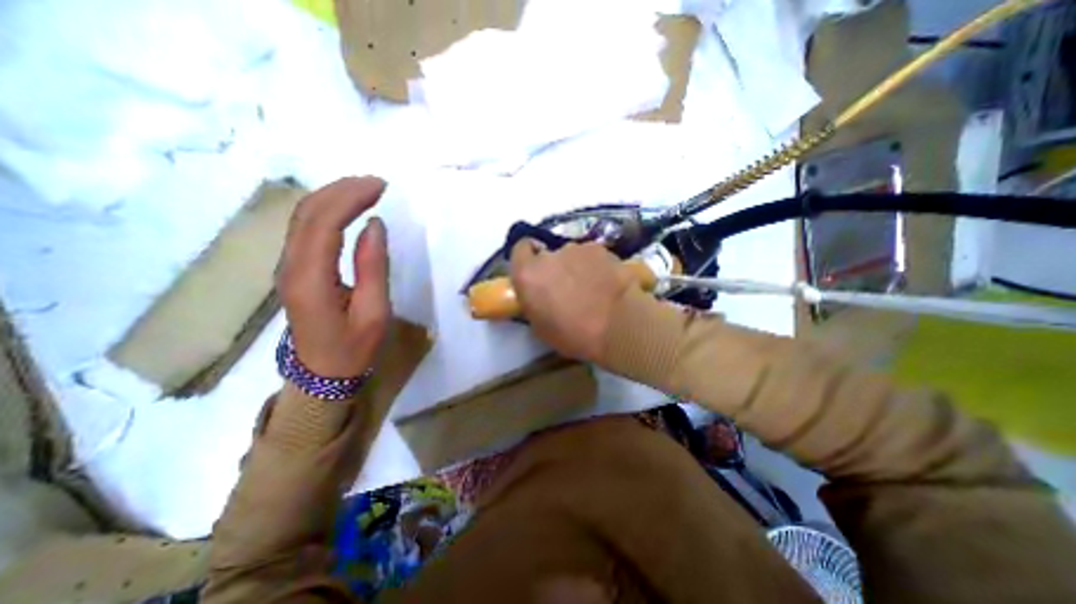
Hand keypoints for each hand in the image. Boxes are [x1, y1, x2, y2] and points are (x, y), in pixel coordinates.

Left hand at [277, 177, 390, 379]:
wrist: (321, 375)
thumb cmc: (353, 348)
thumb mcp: (374, 312)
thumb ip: (373, 267)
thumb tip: (375, 225)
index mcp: (311, 279)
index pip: (324, 223)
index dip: (350, 198)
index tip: (381, 187)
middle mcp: (291, 266)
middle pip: (308, 212)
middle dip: (342, 190)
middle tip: (377, 183)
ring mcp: (287, 267)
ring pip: (303, 217)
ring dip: (333, 196)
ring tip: (366, 189)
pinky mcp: (294, 269)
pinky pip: (306, 229)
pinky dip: (327, 210)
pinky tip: (347, 208)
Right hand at [510, 239, 632, 363]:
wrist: (618, 326)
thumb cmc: (575, 335)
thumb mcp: (541, 327)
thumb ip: (534, 302)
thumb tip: (539, 295)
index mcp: (528, 275)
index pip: (520, 249)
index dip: (527, 257)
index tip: (535, 270)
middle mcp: (549, 255)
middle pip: (548, 255)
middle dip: (554, 268)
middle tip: (567, 287)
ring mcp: (577, 249)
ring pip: (572, 255)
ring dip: (577, 267)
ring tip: (592, 288)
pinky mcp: (601, 249)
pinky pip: (592, 256)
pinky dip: (596, 266)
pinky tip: (607, 283)